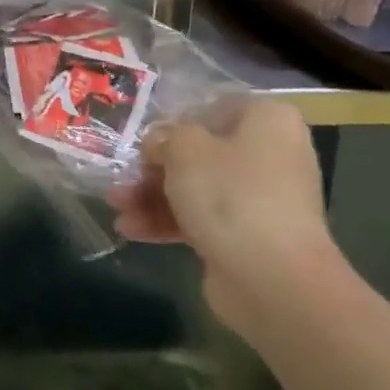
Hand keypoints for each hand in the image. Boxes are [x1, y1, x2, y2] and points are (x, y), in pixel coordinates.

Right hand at [107, 98, 334, 335]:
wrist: (274, 281)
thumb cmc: (231, 195)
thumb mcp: (184, 148)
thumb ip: (164, 137)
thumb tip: (159, 144)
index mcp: (267, 121)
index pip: (214, 108)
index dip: (176, 120)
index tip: (146, 137)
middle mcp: (270, 155)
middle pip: (201, 152)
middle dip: (155, 166)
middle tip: (123, 175)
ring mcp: (260, 200)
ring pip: (197, 188)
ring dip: (152, 196)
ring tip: (115, 205)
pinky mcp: (248, 237)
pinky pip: (202, 219)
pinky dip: (167, 221)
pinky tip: (130, 229)